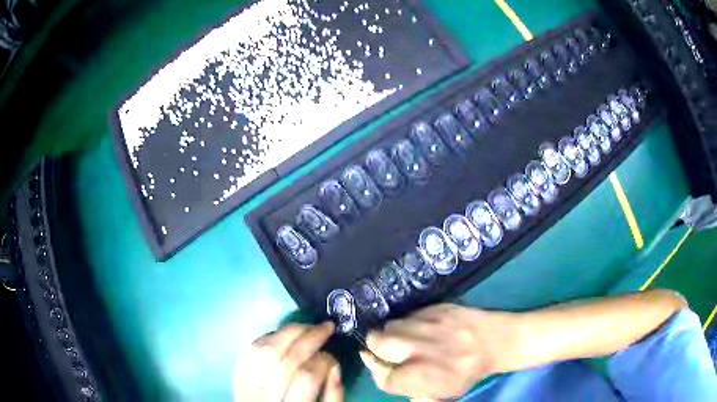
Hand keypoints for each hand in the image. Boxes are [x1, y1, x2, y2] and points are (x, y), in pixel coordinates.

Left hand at [234, 322, 343, 401]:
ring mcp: (247, 383)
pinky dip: (268, 337)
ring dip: (288, 332)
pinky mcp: (237, 375)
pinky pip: (251, 349)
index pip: (307, 376)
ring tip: (307, 326)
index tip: (333, 355)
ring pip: (265, 350)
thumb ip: (333, 396)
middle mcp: (264, 395)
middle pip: (286, 358)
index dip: (323, 360)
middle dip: (310, 338)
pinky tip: (283, 334)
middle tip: (326, 326)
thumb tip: (334, 364)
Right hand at [359, 304, 518, 398]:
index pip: (381, 376)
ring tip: (405, 339)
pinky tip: (421, 329)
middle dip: (375, 348)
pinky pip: (407, 314)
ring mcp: (426, 324)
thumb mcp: (441, 393)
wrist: (495, 341)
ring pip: (389, 325)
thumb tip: (387, 376)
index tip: (382, 368)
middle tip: (387, 352)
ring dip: (391, 334)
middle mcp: (418, 348)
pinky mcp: (434, 308)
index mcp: (420, 375)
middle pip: (375, 342)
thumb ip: (411, 390)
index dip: (377, 372)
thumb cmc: (468, 372)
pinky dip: (408, 324)